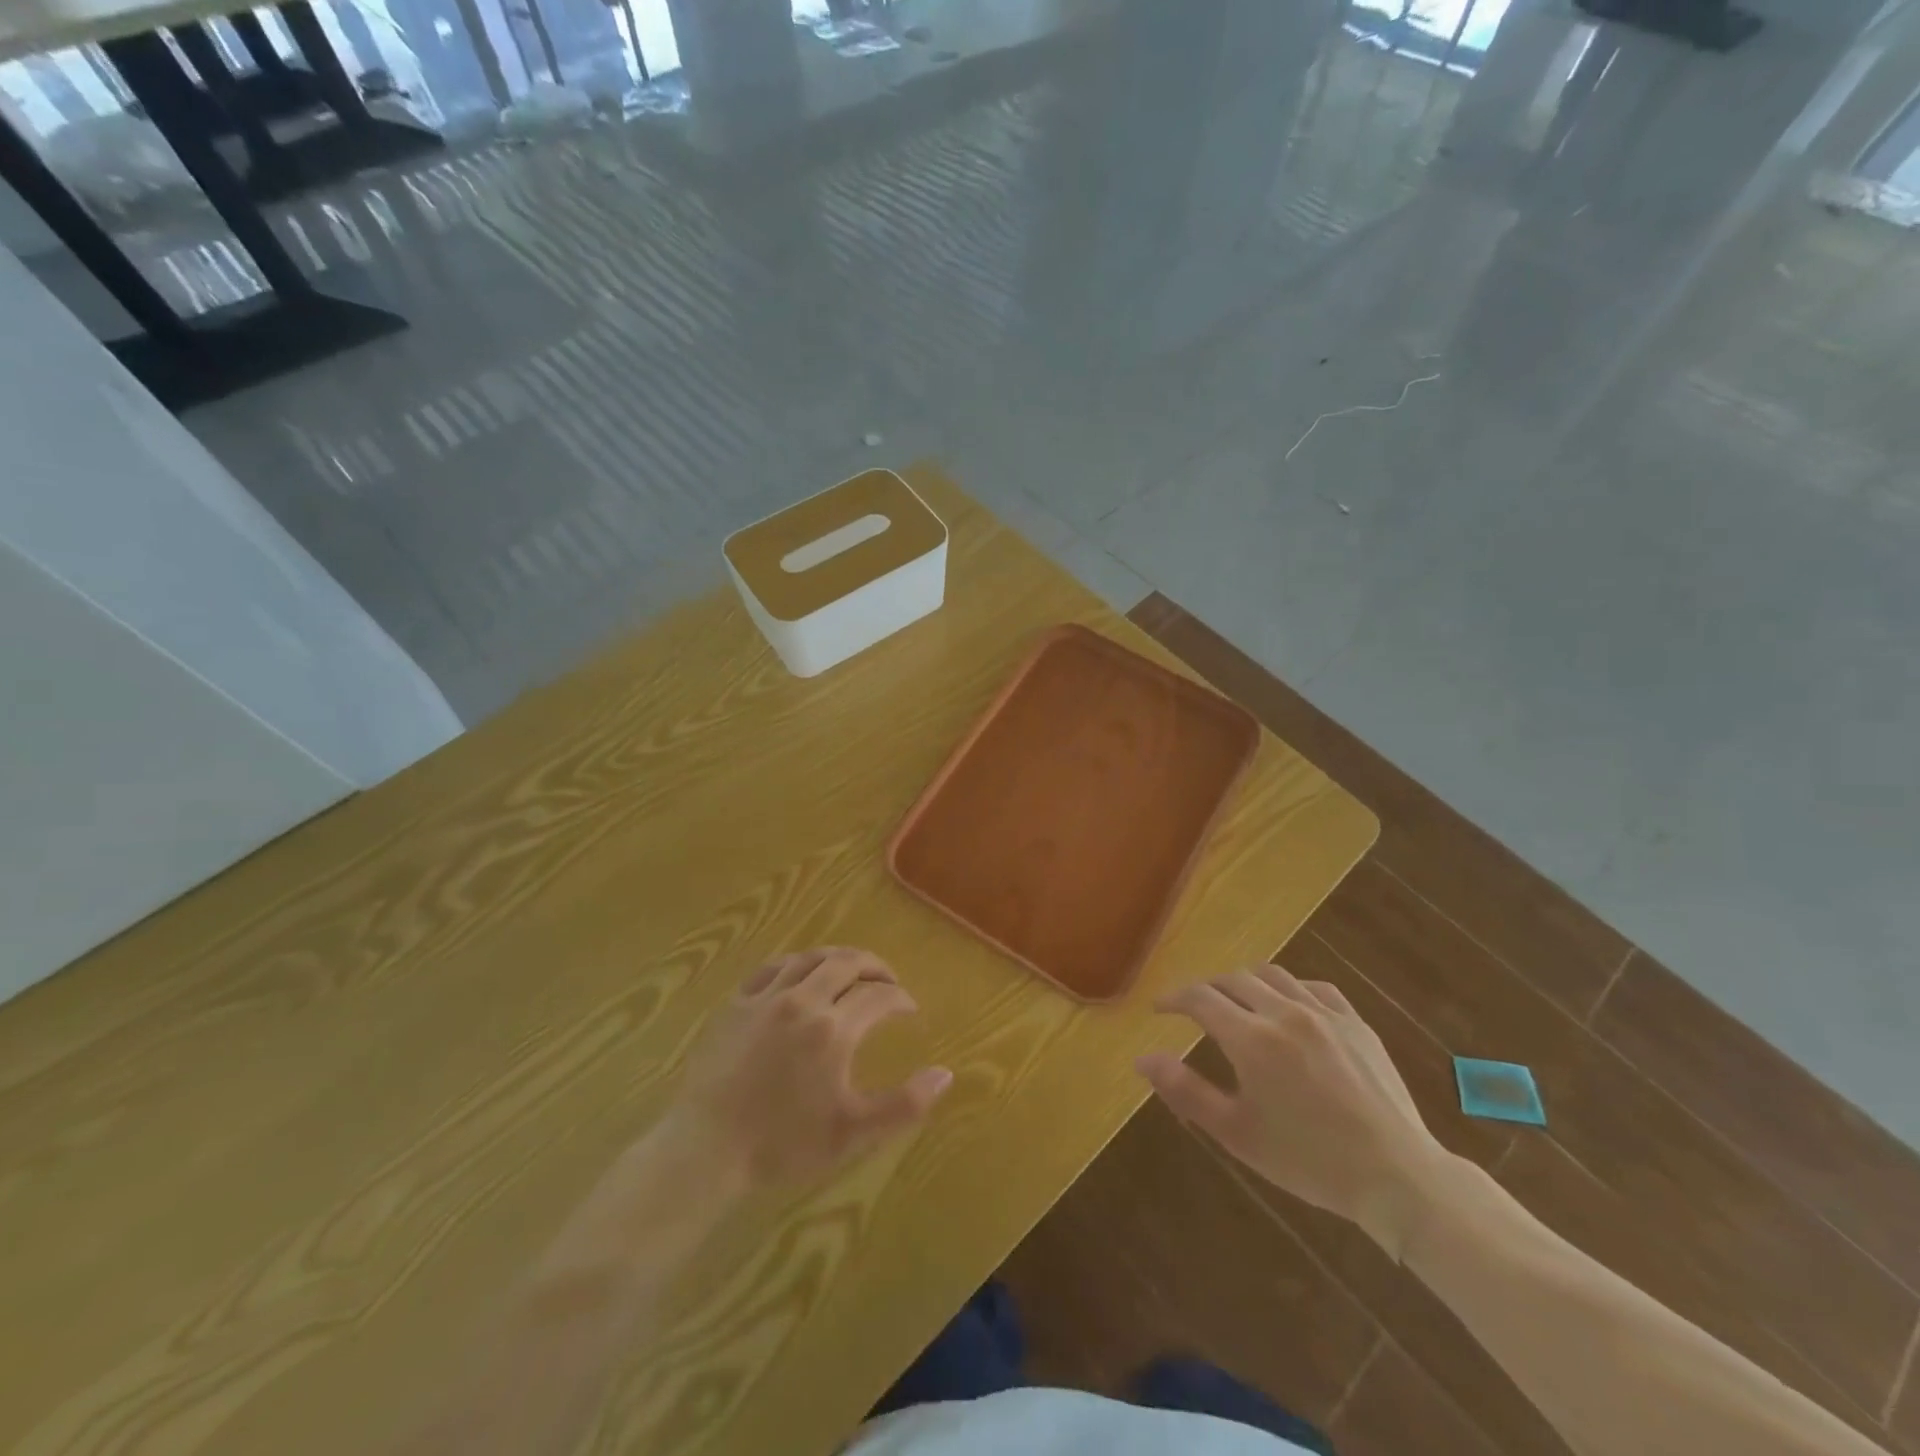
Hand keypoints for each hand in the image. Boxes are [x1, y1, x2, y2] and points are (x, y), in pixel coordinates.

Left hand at [666, 948, 952, 1189]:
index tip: (909, 1009)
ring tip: (851, 971)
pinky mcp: (736, 1003)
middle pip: (847, 962)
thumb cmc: (782, 1143)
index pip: (879, 996)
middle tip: (887, 981)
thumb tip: (945, 1073)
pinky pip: (772, 967)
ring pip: (810, 957)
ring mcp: (765, 997)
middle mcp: (803, 1000)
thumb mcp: (852, 1133)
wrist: (705, 1149)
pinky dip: (796, 963)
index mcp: (834, 1029)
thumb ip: (904, 1104)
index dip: (900, 998)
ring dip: (838, 959)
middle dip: (875, 967)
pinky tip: (800, 975)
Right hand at [1137, 963, 1451, 1256]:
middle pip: (1233, 980)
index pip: (1199, 998)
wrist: (1397, 1177)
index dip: (1173, 999)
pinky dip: (1290, 990)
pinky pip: (1315, 988)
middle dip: (1206, 990)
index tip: (1159, 1009)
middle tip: (1194, 1009)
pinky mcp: (1356, 1023)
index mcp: (1252, 1039)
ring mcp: (1325, 1014)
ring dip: (1245, 983)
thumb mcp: (1237, 1133)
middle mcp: (1285, 1013)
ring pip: (1273, 975)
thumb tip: (1142, 1058)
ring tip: (1237, 1003)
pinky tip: (1289, 1008)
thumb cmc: (1308, 1160)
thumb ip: (1186, 1090)